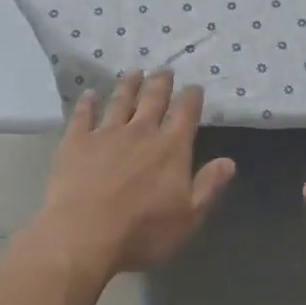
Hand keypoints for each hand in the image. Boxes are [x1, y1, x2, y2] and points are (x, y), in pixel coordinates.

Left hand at [32, 71, 234, 279]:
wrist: (83, 235)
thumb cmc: (141, 232)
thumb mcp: (188, 218)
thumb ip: (209, 186)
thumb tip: (229, 161)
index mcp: (170, 148)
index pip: (185, 113)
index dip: (191, 97)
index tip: (194, 86)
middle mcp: (140, 131)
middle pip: (153, 99)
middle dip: (160, 82)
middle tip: (164, 69)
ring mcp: (106, 133)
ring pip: (120, 101)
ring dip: (128, 85)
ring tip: (134, 72)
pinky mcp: (76, 142)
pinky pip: (83, 116)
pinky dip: (87, 103)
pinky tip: (89, 94)